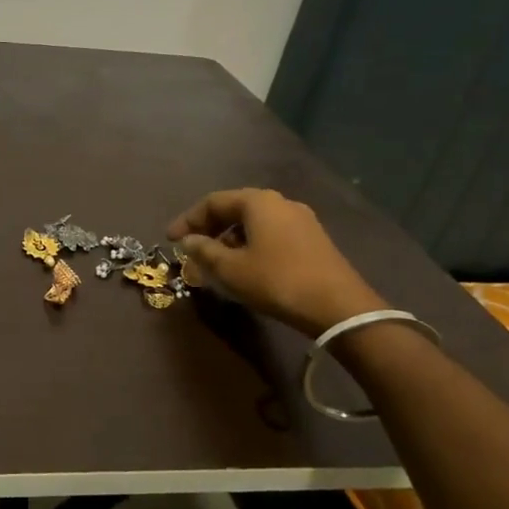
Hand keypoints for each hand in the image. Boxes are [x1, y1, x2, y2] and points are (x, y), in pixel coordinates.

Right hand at [167, 188, 385, 335]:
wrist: (338, 306)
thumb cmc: (277, 281)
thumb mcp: (231, 268)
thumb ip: (204, 251)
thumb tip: (188, 240)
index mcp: (258, 202)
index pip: (212, 202)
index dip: (187, 220)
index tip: (170, 239)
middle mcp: (280, 202)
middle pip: (234, 208)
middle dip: (208, 227)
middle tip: (190, 247)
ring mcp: (300, 220)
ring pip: (253, 222)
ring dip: (229, 237)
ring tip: (214, 260)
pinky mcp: (313, 239)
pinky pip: (271, 233)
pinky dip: (250, 243)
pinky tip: (244, 265)